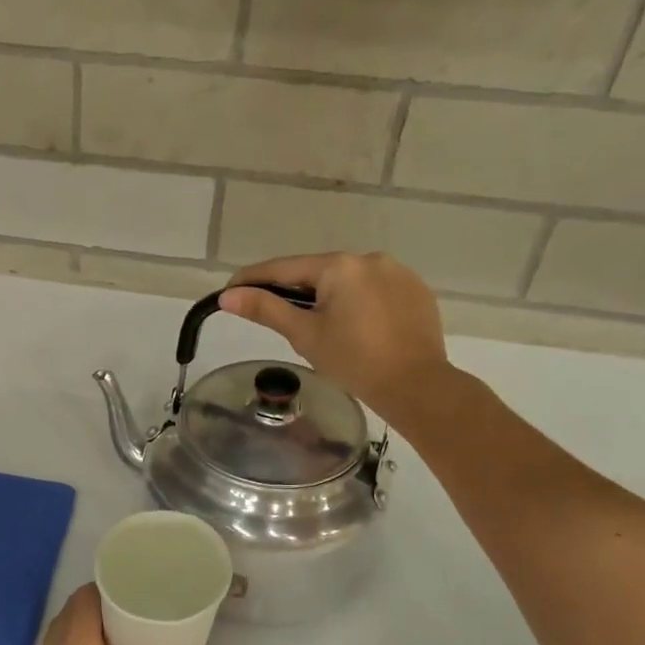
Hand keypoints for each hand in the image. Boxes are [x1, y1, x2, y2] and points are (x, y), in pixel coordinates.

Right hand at [218, 252, 453, 416]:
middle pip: (318, 272)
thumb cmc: (353, 361)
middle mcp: (369, 258)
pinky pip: (375, 290)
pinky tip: (357, 327)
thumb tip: (228, 296)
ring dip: (329, 296)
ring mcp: (398, 272)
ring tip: (321, 326)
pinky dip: (359, 302)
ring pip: (349, 281)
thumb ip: (266, 309)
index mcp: (339, 266)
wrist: (416, 386)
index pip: (284, 268)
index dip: (254, 279)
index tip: (231, 290)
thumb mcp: (304, 335)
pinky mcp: (416, 290)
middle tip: (277, 315)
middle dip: (295, 290)